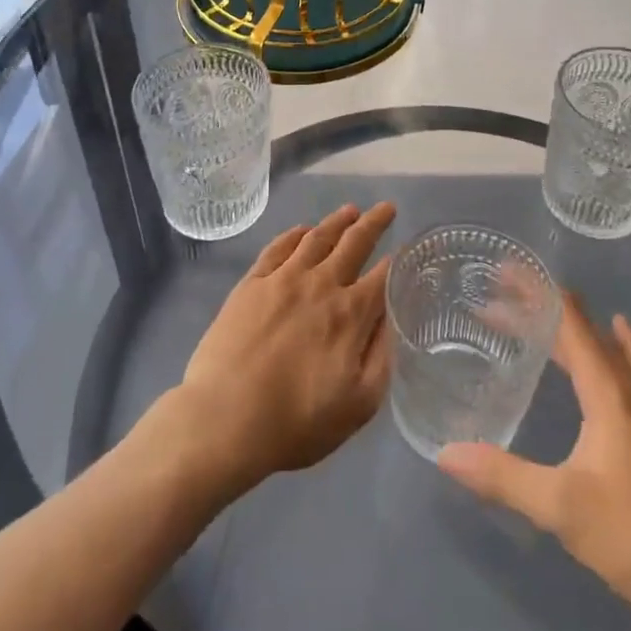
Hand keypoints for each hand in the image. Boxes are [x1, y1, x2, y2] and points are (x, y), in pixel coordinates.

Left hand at [174, 202, 395, 493]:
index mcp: (351, 314)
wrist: (224, 418)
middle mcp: (321, 285)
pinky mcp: (251, 283)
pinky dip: (294, 234)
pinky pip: (277, 247)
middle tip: (386, 208)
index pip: (382, 277)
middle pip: (354, 243)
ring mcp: (283, 279)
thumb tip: (391, 320)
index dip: (397, 262)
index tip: (406, 250)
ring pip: (317, 238)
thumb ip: (381, 358)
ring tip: (350, 210)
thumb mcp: (358, 405)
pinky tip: (302, 231)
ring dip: (337, 221)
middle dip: (374, 224)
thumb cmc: (296, 422)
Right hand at [438, 294, 630, 621]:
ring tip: (551, 321)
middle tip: (503, 302)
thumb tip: (446, 453)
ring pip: (614, 348)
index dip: (536, 292)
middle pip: (586, 331)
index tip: (504, 270)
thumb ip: (504, 476)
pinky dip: (619, 350)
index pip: (569, 322)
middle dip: (544, 312)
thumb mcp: (561, 508)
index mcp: (609, 391)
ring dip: (579, 331)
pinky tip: (624, 355)